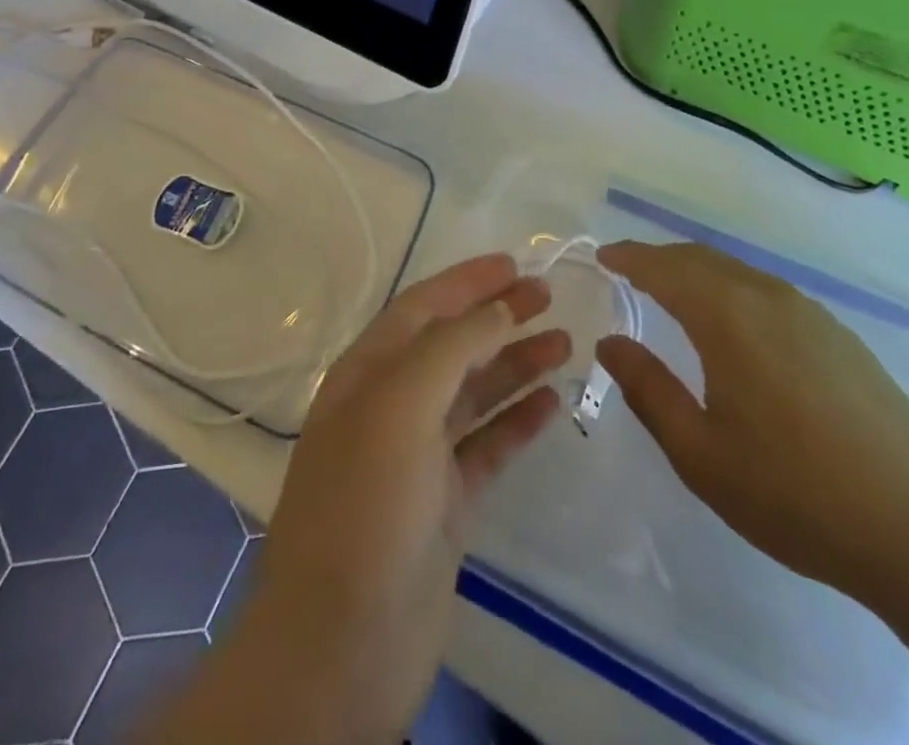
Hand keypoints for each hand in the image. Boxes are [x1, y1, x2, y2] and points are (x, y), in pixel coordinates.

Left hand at [142, 253, 570, 744]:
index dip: (466, 281)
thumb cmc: (366, 504)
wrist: (343, 644)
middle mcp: (391, 405)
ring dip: (516, 363)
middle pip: (452, 344)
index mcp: (367, 373)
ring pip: (475, 393)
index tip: (515, 264)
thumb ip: (451, 347)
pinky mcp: (446, 502)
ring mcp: (419, 456)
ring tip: (565, 342)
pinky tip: (551, 402)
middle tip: (549, 297)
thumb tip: (499, 307)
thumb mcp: (400, 405)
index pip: (422, 307)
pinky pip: (488, 445)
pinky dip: (517, 420)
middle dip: (497, 315)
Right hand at [596, 241, 908, 612]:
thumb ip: (648, 389)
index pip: (664, 268)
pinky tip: (733, 320)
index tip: (602, 256)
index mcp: (728, 317)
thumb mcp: (701, 454)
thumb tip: (610, 343)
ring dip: (696, 271)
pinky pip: (768, 291)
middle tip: (627, 268)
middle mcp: (768, 298)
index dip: (629, 258)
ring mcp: (810, 313)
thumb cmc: (796, 495)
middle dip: (658, 258)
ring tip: (671, 289)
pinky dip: (731, 288)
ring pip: (737, 272)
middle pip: (700, 259)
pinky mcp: (840, 335)